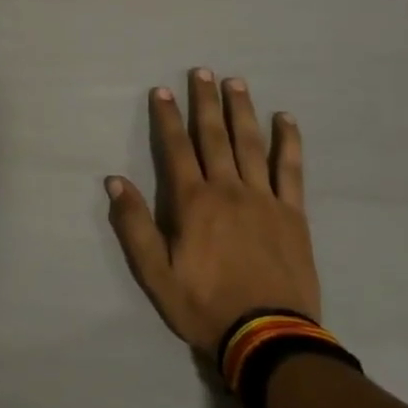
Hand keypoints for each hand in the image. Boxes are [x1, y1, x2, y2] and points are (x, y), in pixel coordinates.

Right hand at [104, 68, 319, 352]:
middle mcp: (228, 189)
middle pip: (214, 136)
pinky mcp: (293, 213)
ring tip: (236, 82)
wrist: (267, 337)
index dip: (167, 117)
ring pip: (251, 144)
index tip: (162, 90)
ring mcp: (264, 198)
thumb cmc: (204, 305)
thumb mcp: (155, 273)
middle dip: (205, 102)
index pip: (176, 148)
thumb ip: (135, 225)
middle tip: (202, 71)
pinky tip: (285, 119)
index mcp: (193, 202)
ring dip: (242, 110)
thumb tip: (114, 181)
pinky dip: (288, 142)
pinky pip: (290, 169)